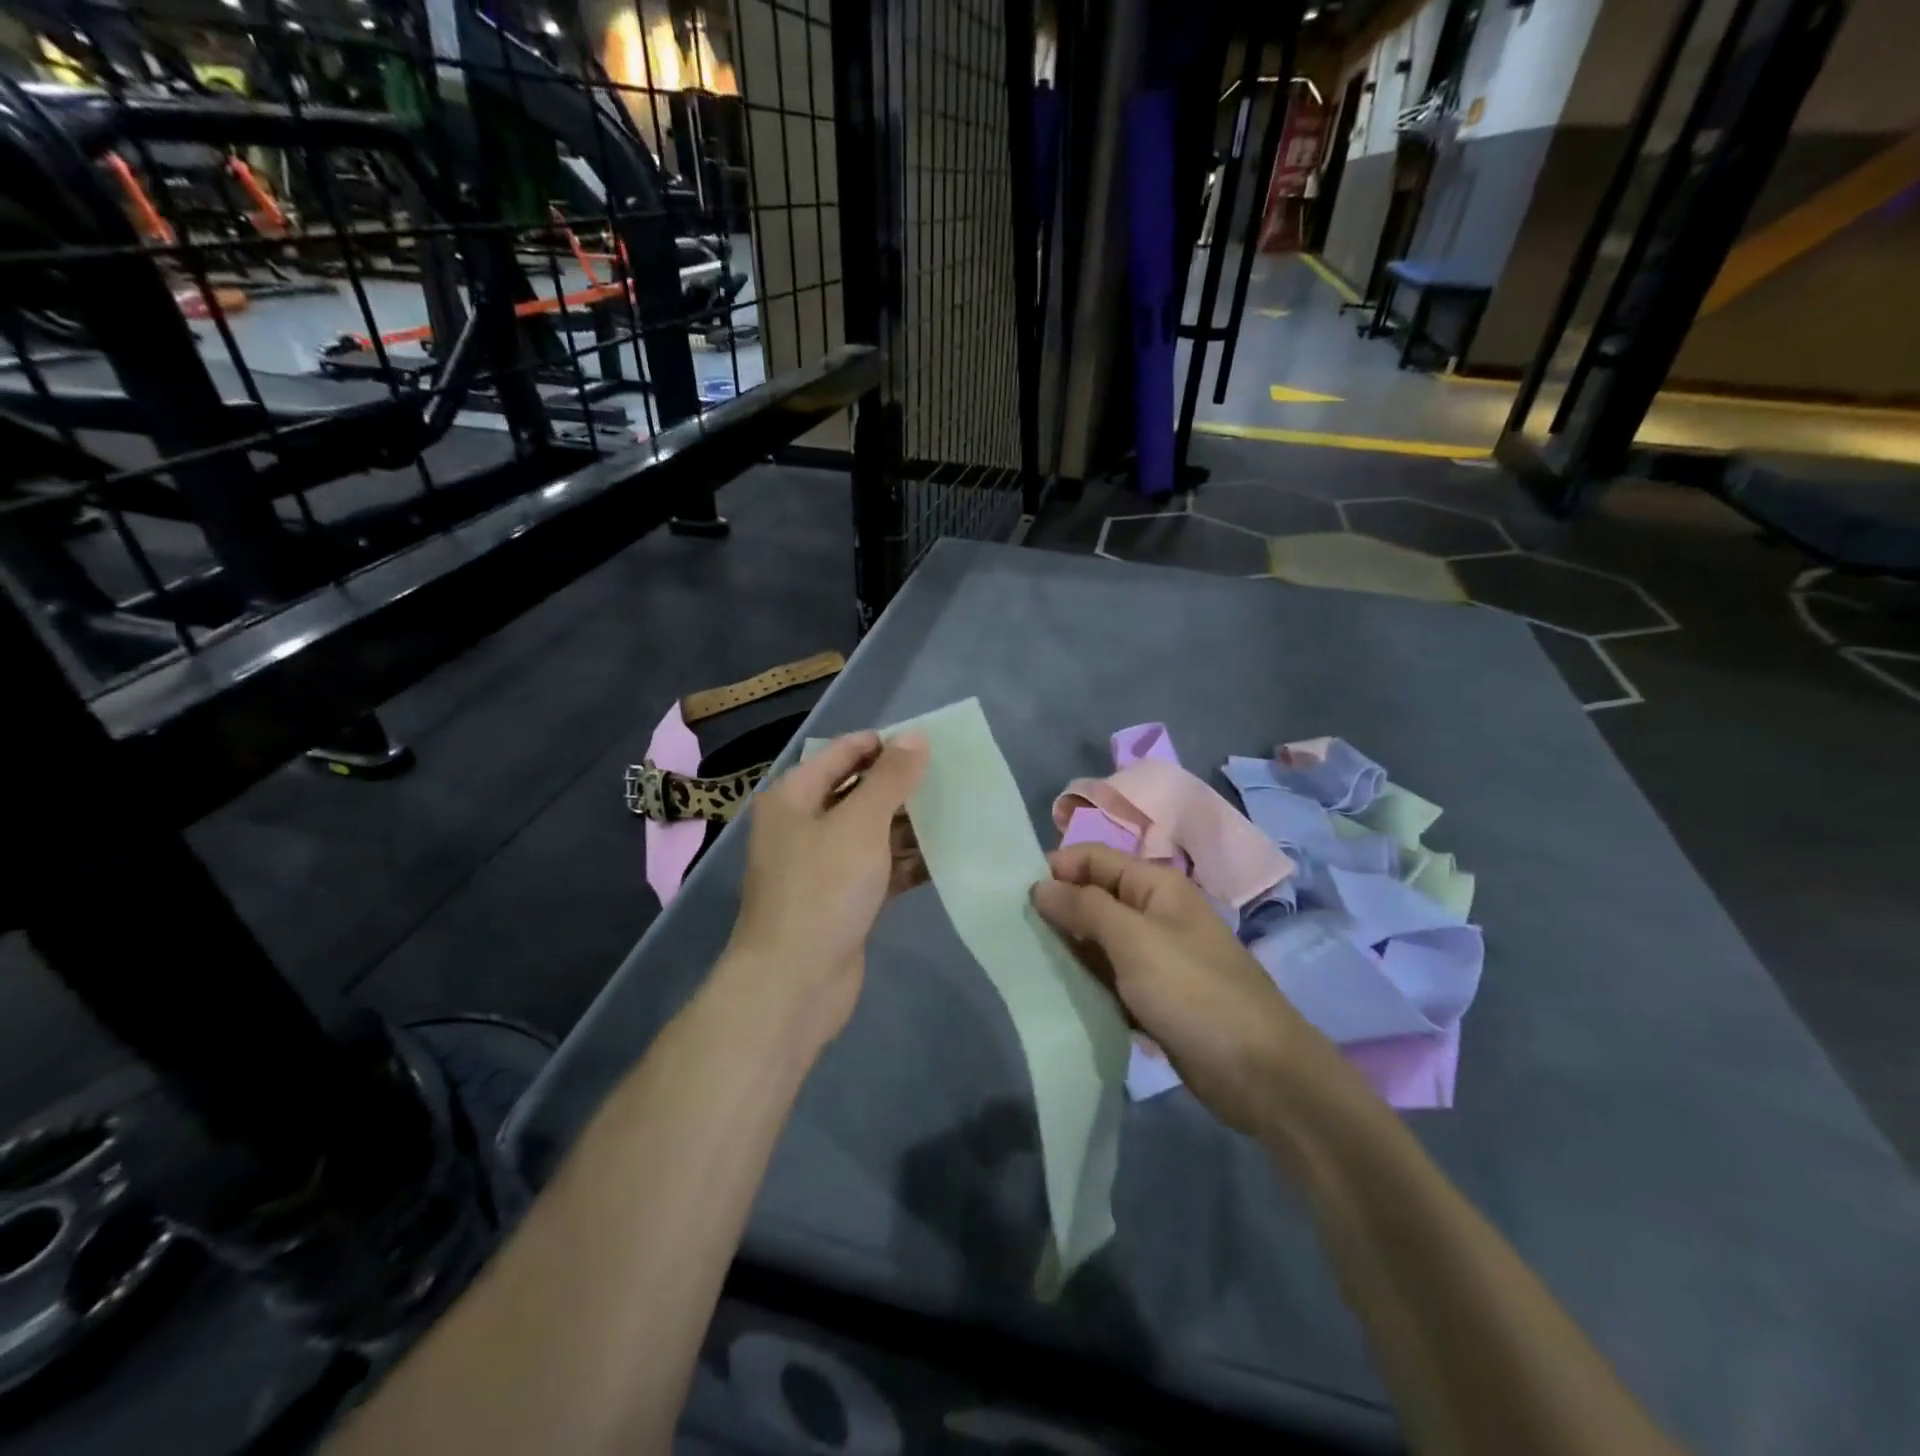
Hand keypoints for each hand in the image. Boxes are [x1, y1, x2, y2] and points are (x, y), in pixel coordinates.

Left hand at [725, 730, 928, 1043]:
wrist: (794, 982)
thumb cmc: (822, 889)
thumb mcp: (860, 824)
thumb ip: (890, 778)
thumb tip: (916, 737)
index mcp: (794, 797)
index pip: (842, 753)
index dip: (883, 745)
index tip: (929, 744)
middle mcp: (804, 825)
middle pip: (858, 792)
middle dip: (902, 786)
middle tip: (952, 778)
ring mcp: (823, 866)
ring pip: (872, 833)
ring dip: (909, 825)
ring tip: (958, 812)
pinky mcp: (842, 900)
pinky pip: (879, 869)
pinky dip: (907, 863)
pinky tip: (947, 857)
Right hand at [1032, 844, 1333, 1133]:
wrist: (1259, 1073)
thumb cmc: (1194, 992)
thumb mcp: (1134, 941)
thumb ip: (1084, 908)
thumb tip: (1040, 885)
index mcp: (1155, 885)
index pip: (1094, 858)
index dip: (1056, 870)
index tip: (1015, 897)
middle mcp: (1153, 913)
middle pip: (1093, 898)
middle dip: (1057, 911)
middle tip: (1013, 934)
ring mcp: (1154, 957)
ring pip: (1097, 941)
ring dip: (1067, 949)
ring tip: (1025, 962)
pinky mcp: (1152, 996)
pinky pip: (1108, 977)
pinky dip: (1085, 981)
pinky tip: (1055, 992)